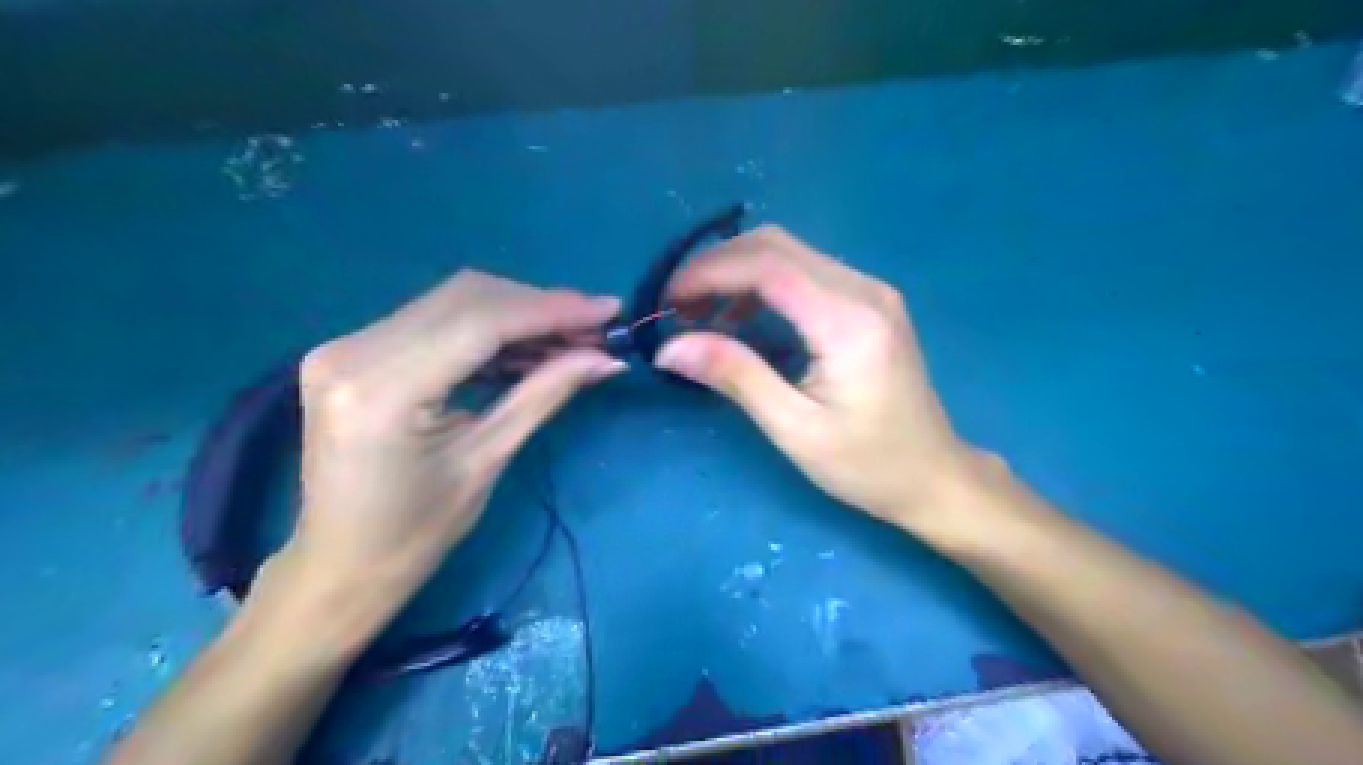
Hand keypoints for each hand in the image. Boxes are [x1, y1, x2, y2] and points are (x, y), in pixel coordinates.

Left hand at [286, 273, 628, 618]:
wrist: (339, 565)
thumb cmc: (415, 533)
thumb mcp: (488, 461)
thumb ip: (544, 395)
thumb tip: (607, 359)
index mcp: (383, 390)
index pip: (481, 321)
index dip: (552, 310)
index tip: (608, 310)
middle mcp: (353, 351)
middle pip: (467, 298)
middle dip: (540, 307)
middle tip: (595, 330)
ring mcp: (346, 346)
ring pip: (454, 302)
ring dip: (518, 315)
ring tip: (571, 341)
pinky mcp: (353, 350)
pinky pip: (435, 320)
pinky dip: (488, 329)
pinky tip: (527, 348)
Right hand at [650, 226, 986, 534]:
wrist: (934, 474)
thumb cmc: (867, 465)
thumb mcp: (795, 429)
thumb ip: (735, 377)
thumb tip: (669, 347)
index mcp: (849, 321)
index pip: (767, 266)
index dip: (708, 273)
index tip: (665, 301)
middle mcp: (864, 289)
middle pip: (775, 245)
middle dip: (716, 267)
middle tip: (676, 307)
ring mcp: (870, 290)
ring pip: (788, 253)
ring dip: (736, 273)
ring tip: (699, 314)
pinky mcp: (867, 301)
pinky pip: (804, 272)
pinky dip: (761, 285)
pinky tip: (740, 319)